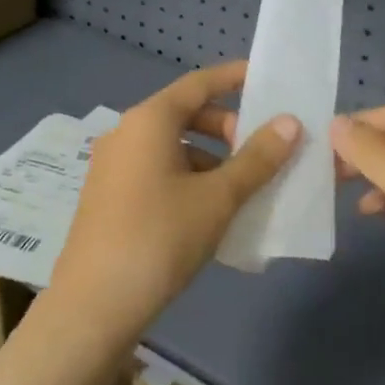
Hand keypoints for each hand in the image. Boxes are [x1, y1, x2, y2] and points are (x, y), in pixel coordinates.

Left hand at [46, 62, 299, 349]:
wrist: (94, 306)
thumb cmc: (160, 238)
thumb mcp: (218, 198)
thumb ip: (257, 158)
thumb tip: (290, 123)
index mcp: (149, 120)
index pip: (199, 83)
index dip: (234, 78)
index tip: (267, 80)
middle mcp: (126, 132)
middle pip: (184, 113)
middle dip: (227, 127)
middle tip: (260, 151)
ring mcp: (113, 164)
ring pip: (171, 145)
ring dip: (209, 157)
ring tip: (241, 188)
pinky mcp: (108, 195)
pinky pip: (156, 169)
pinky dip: (187, 177)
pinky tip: (209, 210)